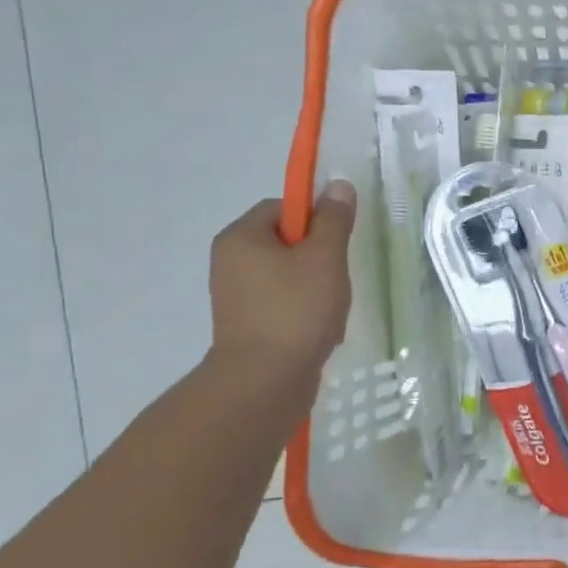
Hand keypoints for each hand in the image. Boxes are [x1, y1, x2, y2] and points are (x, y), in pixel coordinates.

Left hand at [207, 182, 355, 387]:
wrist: (265, 382)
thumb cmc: (296, 311)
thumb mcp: (324, 257)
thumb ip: (334, 220)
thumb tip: (338, 185)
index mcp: (241, 237)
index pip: (281, 207)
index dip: (314, 218)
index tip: (336, 242)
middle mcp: (230, 262)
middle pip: (286, 243)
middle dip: (318, 258)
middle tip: (338, 276)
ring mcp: (236, 297)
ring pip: (288, 276)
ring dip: (316, 288)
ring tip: (332, 309)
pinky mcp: (247, 326)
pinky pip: (283, 305)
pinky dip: (305, 312)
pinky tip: (323, 330)